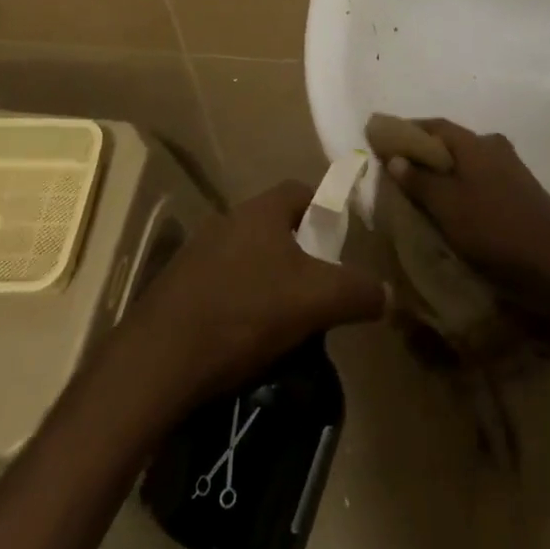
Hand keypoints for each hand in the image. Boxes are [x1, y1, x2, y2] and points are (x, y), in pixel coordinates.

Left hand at [118, 181, 386, 403]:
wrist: (160, 358)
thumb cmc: (245, 311)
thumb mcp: (316, 301)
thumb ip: (358, 292)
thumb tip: (389, 294)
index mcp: (262, 210)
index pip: (301, 191)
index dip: (325, 211)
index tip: (339, 244)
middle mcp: (229, 219)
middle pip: (275, 224)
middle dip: (299, 251)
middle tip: (317, 287)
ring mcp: (198, 251)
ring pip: (247, 255)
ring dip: (267, 277)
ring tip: (285, 318)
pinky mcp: (178, 286)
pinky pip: (222, 282)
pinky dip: (239, 300)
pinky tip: (245, 336)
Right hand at [387, 119, 549, 312]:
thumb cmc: (496, 230)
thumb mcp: (448, 208)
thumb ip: (420, 181)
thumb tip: (396, 157)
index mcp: (475, 143)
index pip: (434, 125)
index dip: (406, 130)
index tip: (382, 140)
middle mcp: (494, 147)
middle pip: (450, 144)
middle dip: (423, 154)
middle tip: (397, 173)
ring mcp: (511, 170)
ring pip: (466, 165)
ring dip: (443, 175)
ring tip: (419, 195)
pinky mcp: (520, 194)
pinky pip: (480, 182)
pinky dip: (460, 189)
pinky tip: (451, 211)